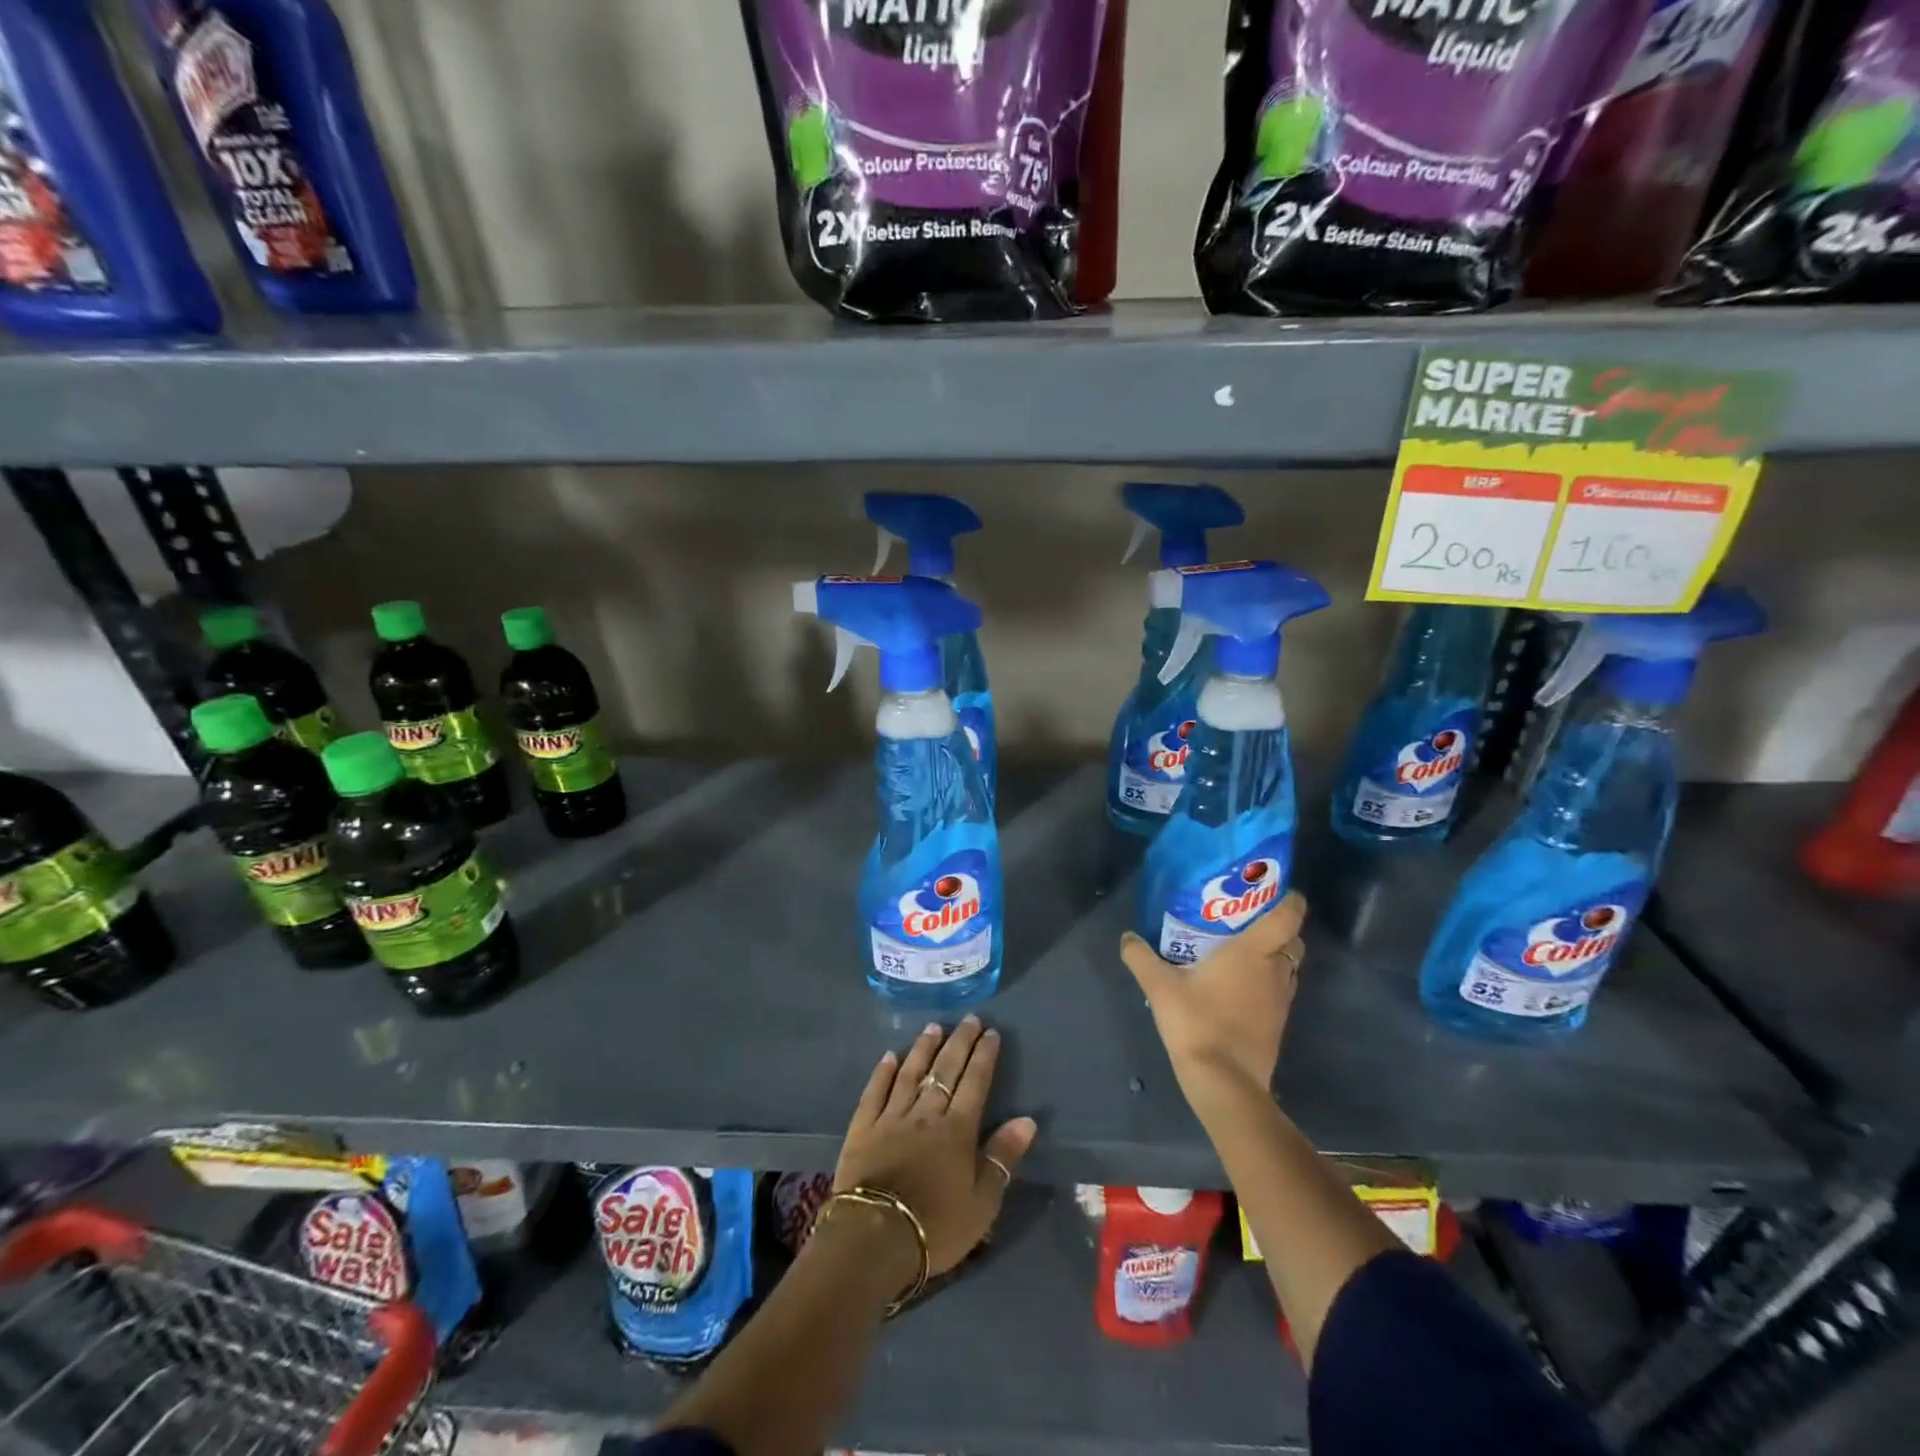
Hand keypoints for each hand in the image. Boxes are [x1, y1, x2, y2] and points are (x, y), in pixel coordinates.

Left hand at [834, 1016, 1037, 1280]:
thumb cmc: (936, 1226)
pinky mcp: (863, 1128)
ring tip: (934, 1027)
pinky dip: (882, 1072)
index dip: (984, 1056)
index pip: (975, 1083)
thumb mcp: (983, 1202)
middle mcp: (926, 1113)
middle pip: (945, 1070)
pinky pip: (875, 1092)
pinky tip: (889, 1056)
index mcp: (957, 1129)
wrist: (875, 1238)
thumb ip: (1003, 1157)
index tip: (991, 1032)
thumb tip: (1027, 1120)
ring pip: (910, 1073)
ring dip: (924, 1048)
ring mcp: (892, 1117)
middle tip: (969, 1019)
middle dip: (959, 1042)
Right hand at [1120, 891, 1307, 1105]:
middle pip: (1292, 939)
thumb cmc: (1196, 1021)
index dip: (1288, 898)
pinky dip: (1266, 981)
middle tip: (1244, 919)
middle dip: (1276, 927)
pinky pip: (1279, 990)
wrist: (1224, 1082)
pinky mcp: (1277, 1023)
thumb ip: (1140, 957)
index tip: (1272, 889)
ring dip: (1272, 955)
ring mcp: (1282, 1000)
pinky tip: (1236, 985)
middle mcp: (1276, 970)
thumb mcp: (1159, 986)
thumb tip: (1127, 937)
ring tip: (1239, 950)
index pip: (1289, 915)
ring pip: (1288, 966)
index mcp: (1254, 951)